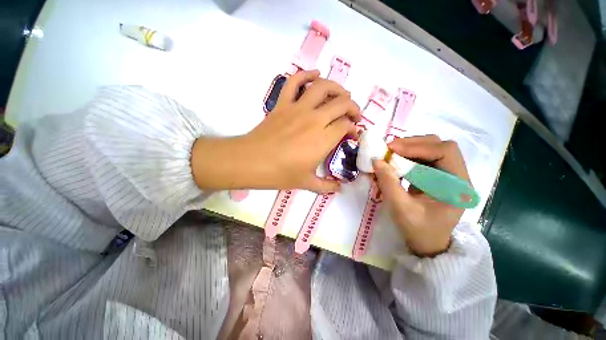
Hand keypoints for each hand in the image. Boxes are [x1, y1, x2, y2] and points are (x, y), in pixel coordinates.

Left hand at [191, 70, 360, 192]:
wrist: (251, 162)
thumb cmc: (280, 174)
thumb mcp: (306, 183)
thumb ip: (326, 186)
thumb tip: (339, 188)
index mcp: (323, 139)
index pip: (345, 126)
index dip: (352, 129)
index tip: (351, 136)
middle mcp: (315, 119)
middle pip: (341, 104)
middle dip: (353, 108)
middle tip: (354, 115)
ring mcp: (298, 108)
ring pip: (323, 87)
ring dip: (337, 88)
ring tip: (342, 94)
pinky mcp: (283, 104)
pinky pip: (294, 82)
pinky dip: (306, 74)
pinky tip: (315, 74)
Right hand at [372, 135, 470, 256]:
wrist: (427, 244)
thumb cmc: (419, 231)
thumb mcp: (401, 209)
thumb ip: (388, 183)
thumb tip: (376, 160)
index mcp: (458, 185)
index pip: (445, 152)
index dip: (418, 146)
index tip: (392, 149)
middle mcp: (457, 175)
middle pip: (438, 146)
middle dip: (412, 144)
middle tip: (389, 149)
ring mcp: (446, 175)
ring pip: (430, 149)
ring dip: (408, 148)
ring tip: (390, 153)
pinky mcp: (435, 176)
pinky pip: (422, 158)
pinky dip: (407, 156)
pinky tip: (395, 161)